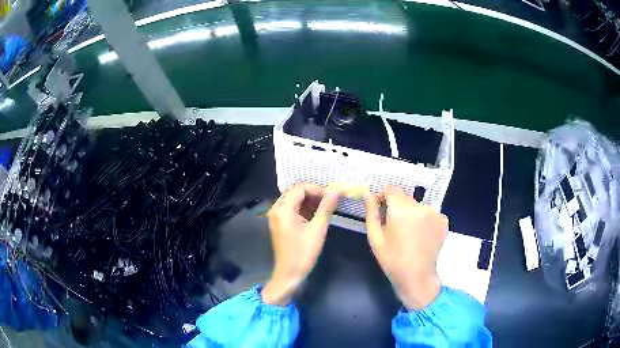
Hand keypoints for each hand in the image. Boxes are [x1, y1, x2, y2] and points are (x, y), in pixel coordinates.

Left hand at [262, 183, 339, 305]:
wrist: (289, 274)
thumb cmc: (304, 253)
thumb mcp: (318, 229)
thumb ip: (326, 207)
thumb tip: (336, 190)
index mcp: (283, 209)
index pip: (300, 188)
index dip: (317, 189)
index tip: (332, 197)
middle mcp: (276, 209)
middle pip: (295, 192)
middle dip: (313, 194)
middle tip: (330, 201)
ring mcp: (276, 216)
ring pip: (294, 200)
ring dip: (309, 201)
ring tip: (325, 208)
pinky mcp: (279, 222)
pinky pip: (291, 208)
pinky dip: (303, 209)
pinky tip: (316, 215)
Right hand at [364, 185, 447, 309]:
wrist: (417, 276)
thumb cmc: (392, 259)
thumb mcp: (375, 237)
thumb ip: (371, 212)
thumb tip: (368, 195)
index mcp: (401, 210)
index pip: (391, 188)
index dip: (383, 196)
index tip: (380, 208)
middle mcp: (420, 207)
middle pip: (405, 197)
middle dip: (397, 207)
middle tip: (393, 225)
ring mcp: (435, 213)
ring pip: (417, 205)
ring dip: (410, 213)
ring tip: (407, 232)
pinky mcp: (443, 220)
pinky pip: (429, 213)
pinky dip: (423, 219)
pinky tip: (420, 235)